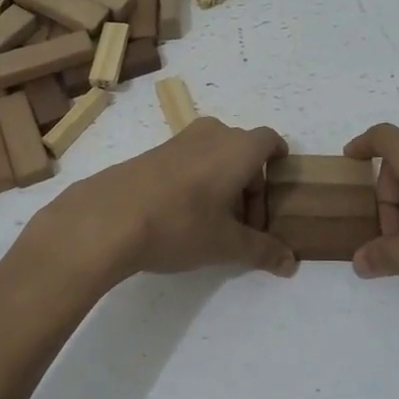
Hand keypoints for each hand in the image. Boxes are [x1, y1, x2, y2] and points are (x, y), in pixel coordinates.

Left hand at [39, 118, 297, 283]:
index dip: (278, 162)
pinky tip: (182, 216)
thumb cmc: (180, 224)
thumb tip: (291, 263)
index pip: (270, 141)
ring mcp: (178, 141)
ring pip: (214, 154)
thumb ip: (262, 251)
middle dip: (250, 184)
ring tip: (214, 222)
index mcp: (237, 148)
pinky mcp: (152, 153)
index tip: (277, 190)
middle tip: (245, 224)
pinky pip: (189, 160)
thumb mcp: (226, 245)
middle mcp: (211, 134)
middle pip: (243, 151)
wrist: (107, 218)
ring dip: (223, 183)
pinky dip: (197, 181)